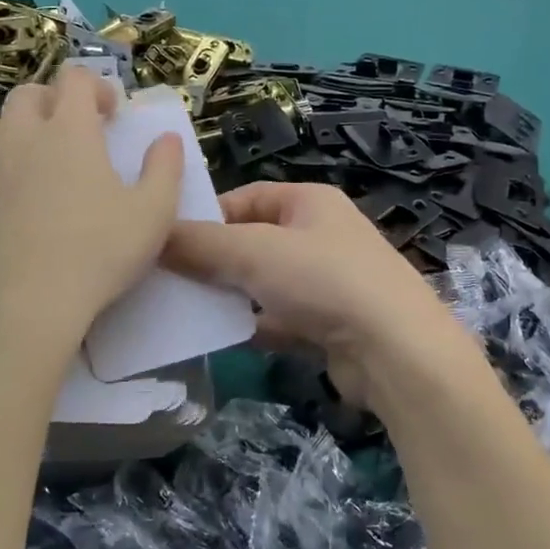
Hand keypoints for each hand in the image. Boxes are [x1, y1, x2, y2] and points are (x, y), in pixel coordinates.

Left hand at [0, 67, 182, 359]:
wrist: (21, 305)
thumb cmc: (97, 253)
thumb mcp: (153, 213)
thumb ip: (165, 169)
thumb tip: (167, 139)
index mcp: (68, 129)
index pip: (75, 78)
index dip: (97, 86)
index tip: (113, 115)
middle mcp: (22, 135)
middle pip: (31, 93)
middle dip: (57, 101)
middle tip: (81, 134)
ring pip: (3, 125)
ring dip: (27, 130)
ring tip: (48, 164)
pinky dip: (2, 161)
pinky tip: (17, 193)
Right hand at [162, 182, 479, 409]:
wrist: (395, 351)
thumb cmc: (324, 280)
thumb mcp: (254, 252)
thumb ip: (201, 244)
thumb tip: (154, 235)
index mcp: (309, 202)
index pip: (247, 197)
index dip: (208, 215)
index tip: (169, 240)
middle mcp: (320, 236)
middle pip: (253, 241)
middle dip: (215, 260)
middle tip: (168, 278)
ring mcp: (327, 282)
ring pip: (264, 284)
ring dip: (231, 295)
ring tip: (186, 310)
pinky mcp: (329, 325)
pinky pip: (279, 319)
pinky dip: (254, 326)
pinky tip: (222, 339)